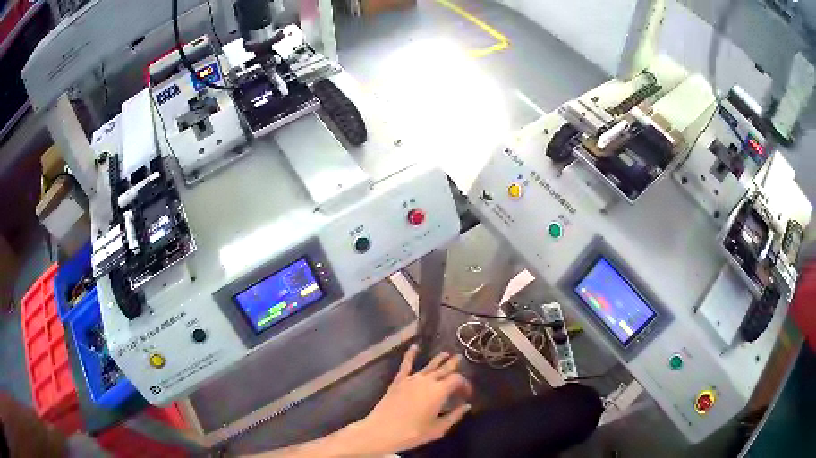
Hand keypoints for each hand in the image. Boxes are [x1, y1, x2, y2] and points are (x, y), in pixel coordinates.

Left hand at [353, 344, 472, 453]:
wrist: (382, 431)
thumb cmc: (413, 433)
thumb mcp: (438, 429)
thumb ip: (454, 416)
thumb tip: (467, 406)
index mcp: (439, 391)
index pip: (457, 380)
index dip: (465, 384)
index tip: (467, 394)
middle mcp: (427, 381)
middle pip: (444, 369)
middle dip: (453, 365)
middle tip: (460, 359)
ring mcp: (411, 379)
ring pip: (429, 366)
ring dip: (439, 359)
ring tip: (446, 354)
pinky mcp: (398, 381)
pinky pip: (406, 365)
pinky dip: (411, 354)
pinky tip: (414, 346)